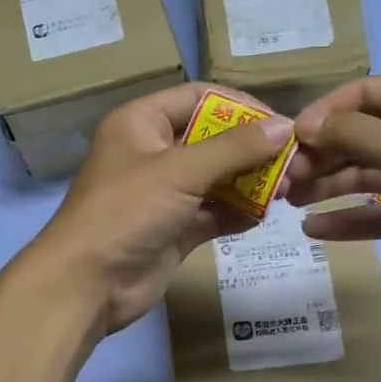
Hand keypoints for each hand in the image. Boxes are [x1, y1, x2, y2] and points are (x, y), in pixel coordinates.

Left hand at [21, 84, 294, 335]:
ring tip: (288, 189)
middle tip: (293, 163)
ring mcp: (163, 193)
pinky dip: (237, 213)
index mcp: (142, 122)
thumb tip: (285, 127)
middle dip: (252, 150)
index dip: (241, 107)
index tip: (281, 124)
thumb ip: (234, 148)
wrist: (87, 284)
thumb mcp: (180, 171)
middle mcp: (153, 152)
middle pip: (212, 139)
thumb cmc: (126, 212)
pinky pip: (213, 212)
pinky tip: (266, 216)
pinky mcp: (173, 229)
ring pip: (216, 178)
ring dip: (250, 182)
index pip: (200, 98)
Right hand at [286, 74, 380, 310]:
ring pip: (365, 176)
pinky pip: (377, 213)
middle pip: (360, 136)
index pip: (365, 94)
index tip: (290, 140)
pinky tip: (314, 230)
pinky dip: (348, 219)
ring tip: (288, 202)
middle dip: (321, 155)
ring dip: (328, 186)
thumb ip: (354, 135)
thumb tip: (305, 126)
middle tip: (282, 179)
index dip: (325, 114)